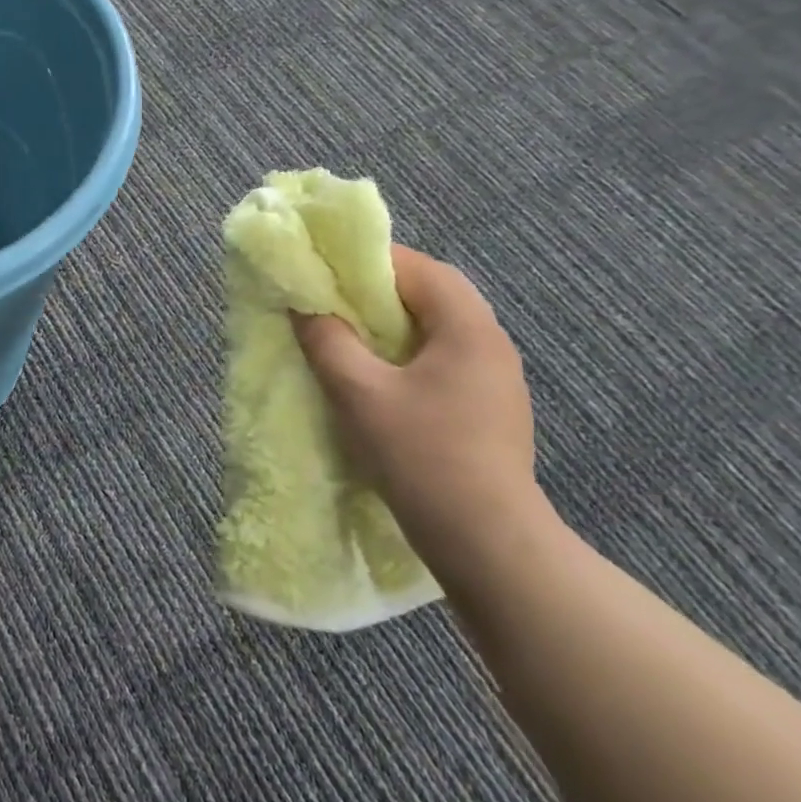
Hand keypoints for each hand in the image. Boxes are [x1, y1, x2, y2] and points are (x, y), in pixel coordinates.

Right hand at [292, 245, 560, 586]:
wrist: (485, 539)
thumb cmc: (420, 454)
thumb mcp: (359, 393)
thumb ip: (328, 342)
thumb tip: (305, 307)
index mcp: (468, 328)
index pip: (420, 269)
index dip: (369, 263)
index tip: (326, 271)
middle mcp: (491, 343)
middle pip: (431, 295)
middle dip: (378, 294)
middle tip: (331, 304)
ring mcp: (495, 378)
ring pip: (436, 330)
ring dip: (391, 326)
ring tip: (346, 339)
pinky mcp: (489, 408)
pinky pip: (442, 361)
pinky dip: (405, 356)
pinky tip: (378, 380)